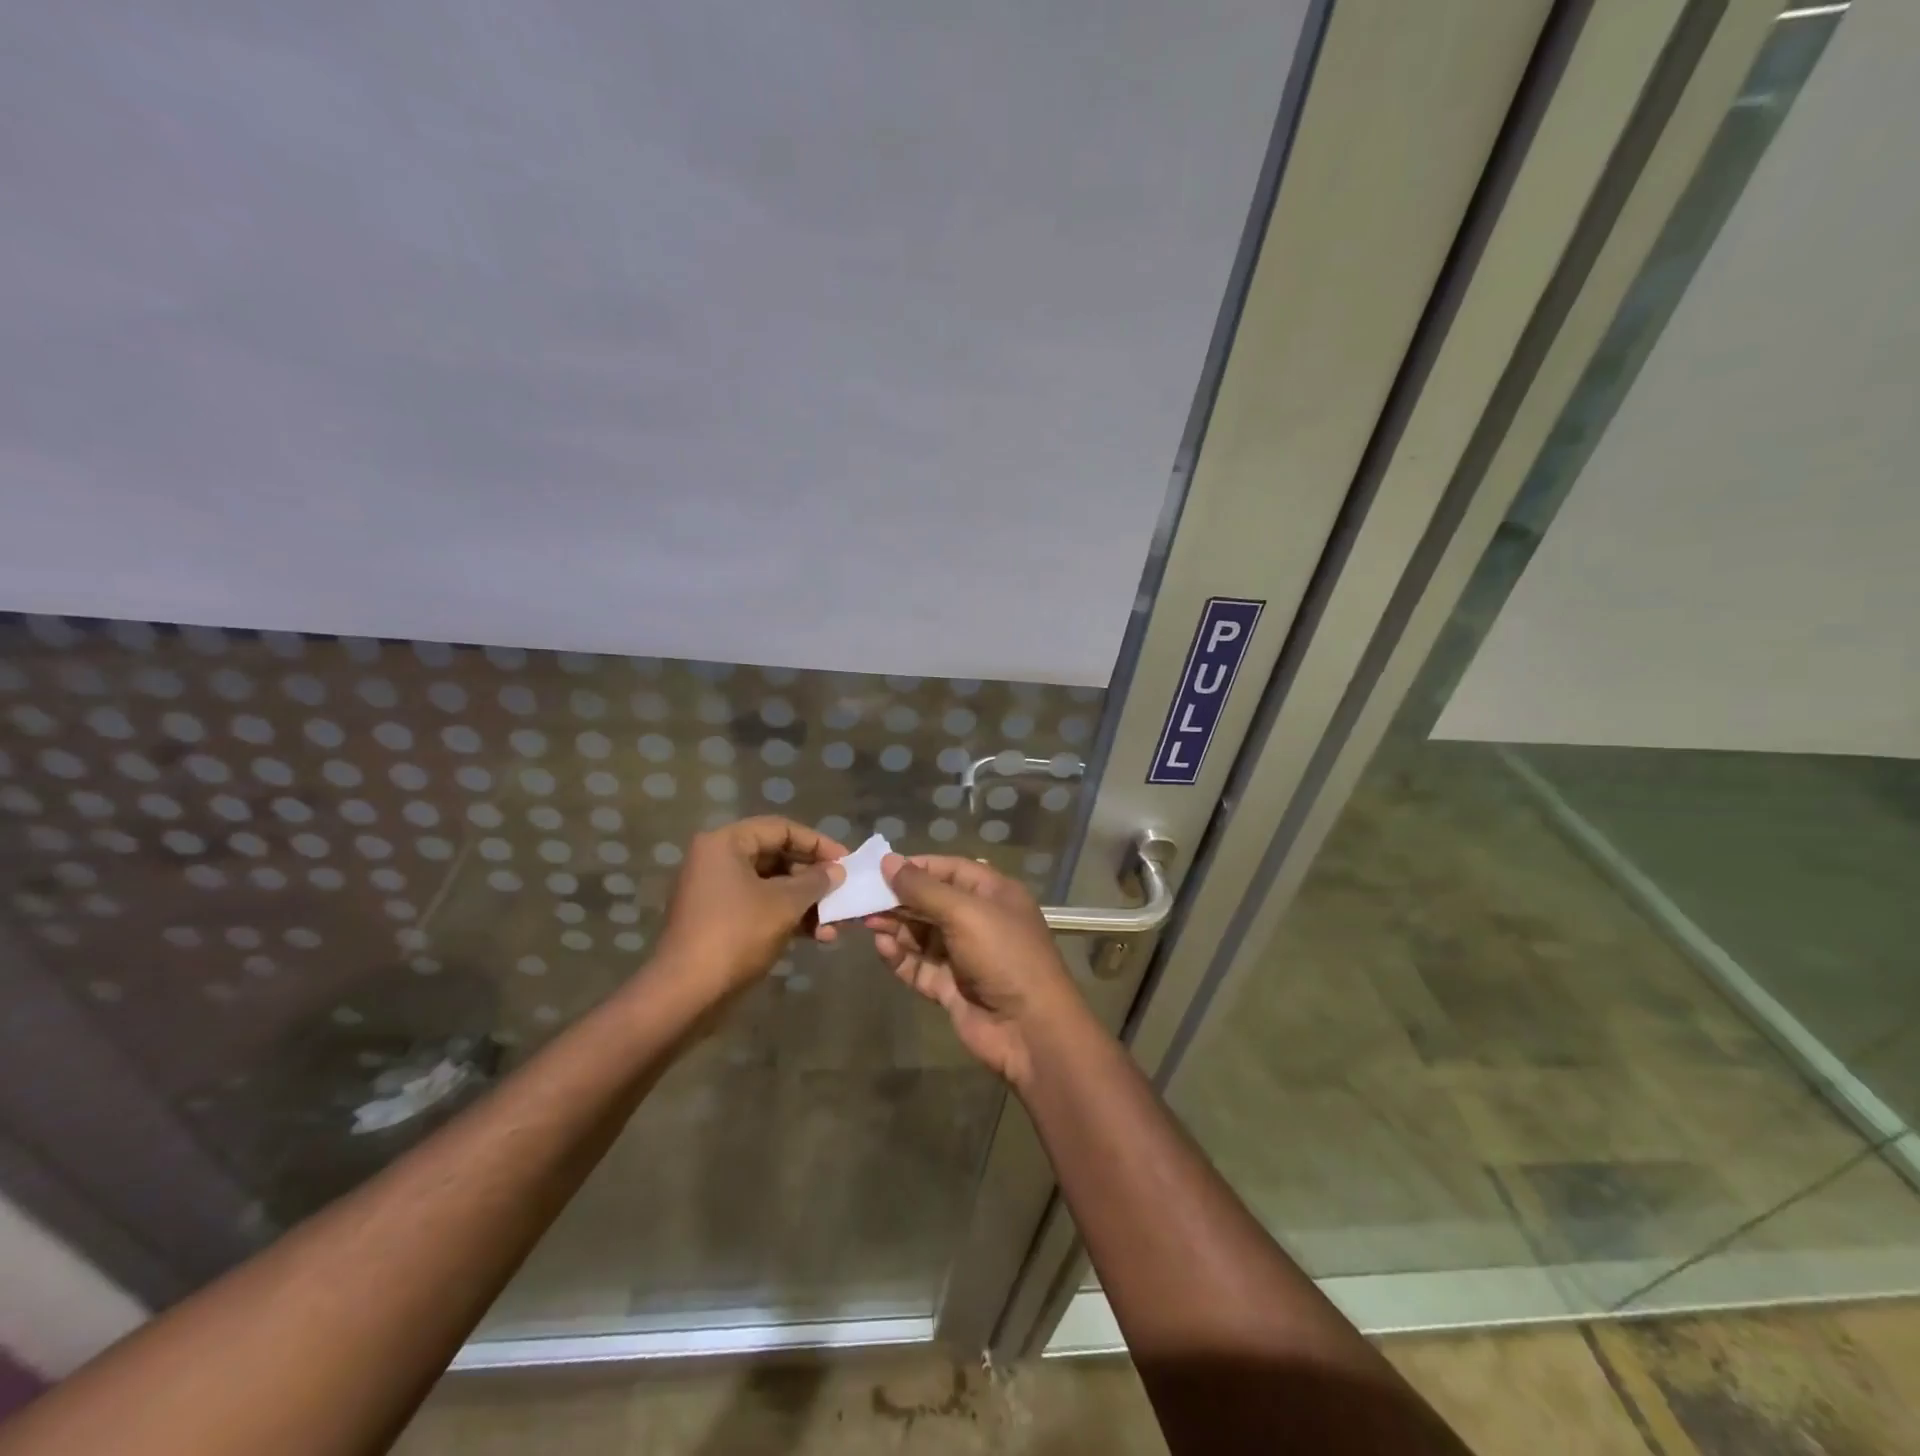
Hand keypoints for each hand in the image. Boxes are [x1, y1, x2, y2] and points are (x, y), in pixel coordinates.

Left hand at [653, 817, 846, 999]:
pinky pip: (761, 907)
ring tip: (835, 924)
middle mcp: (717, 860)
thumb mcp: (785, 903)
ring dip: (806, 902)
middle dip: (813, 878)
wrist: (686, 994)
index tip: (846, 862)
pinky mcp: (719, 921)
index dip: (817, 843)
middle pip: (777, 857)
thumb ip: (816, 881)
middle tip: (843, 892)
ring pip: (772, 886)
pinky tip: (817, 936)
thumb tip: (837, 871)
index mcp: (726, 843)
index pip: (781, 828)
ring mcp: (716, 892)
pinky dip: (788, 917)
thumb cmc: (737, 934)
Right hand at [865, 854, 1086, 1086]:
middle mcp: (980, 920)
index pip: (951, 870)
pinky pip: (920, 966)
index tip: (881, 868)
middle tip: (863, 898)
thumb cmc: (1004, 955)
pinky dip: (900, 957)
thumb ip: (924, 888)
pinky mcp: (951, 987)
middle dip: (900, 899)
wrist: (1030, 1029)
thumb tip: (889, 861)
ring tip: (867, 922)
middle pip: (932, 902)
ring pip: (923, 935)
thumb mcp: (965, 912)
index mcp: (994, 893)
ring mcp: (965, 956)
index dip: (917, 867)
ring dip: (896, 927)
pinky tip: (881, 948)